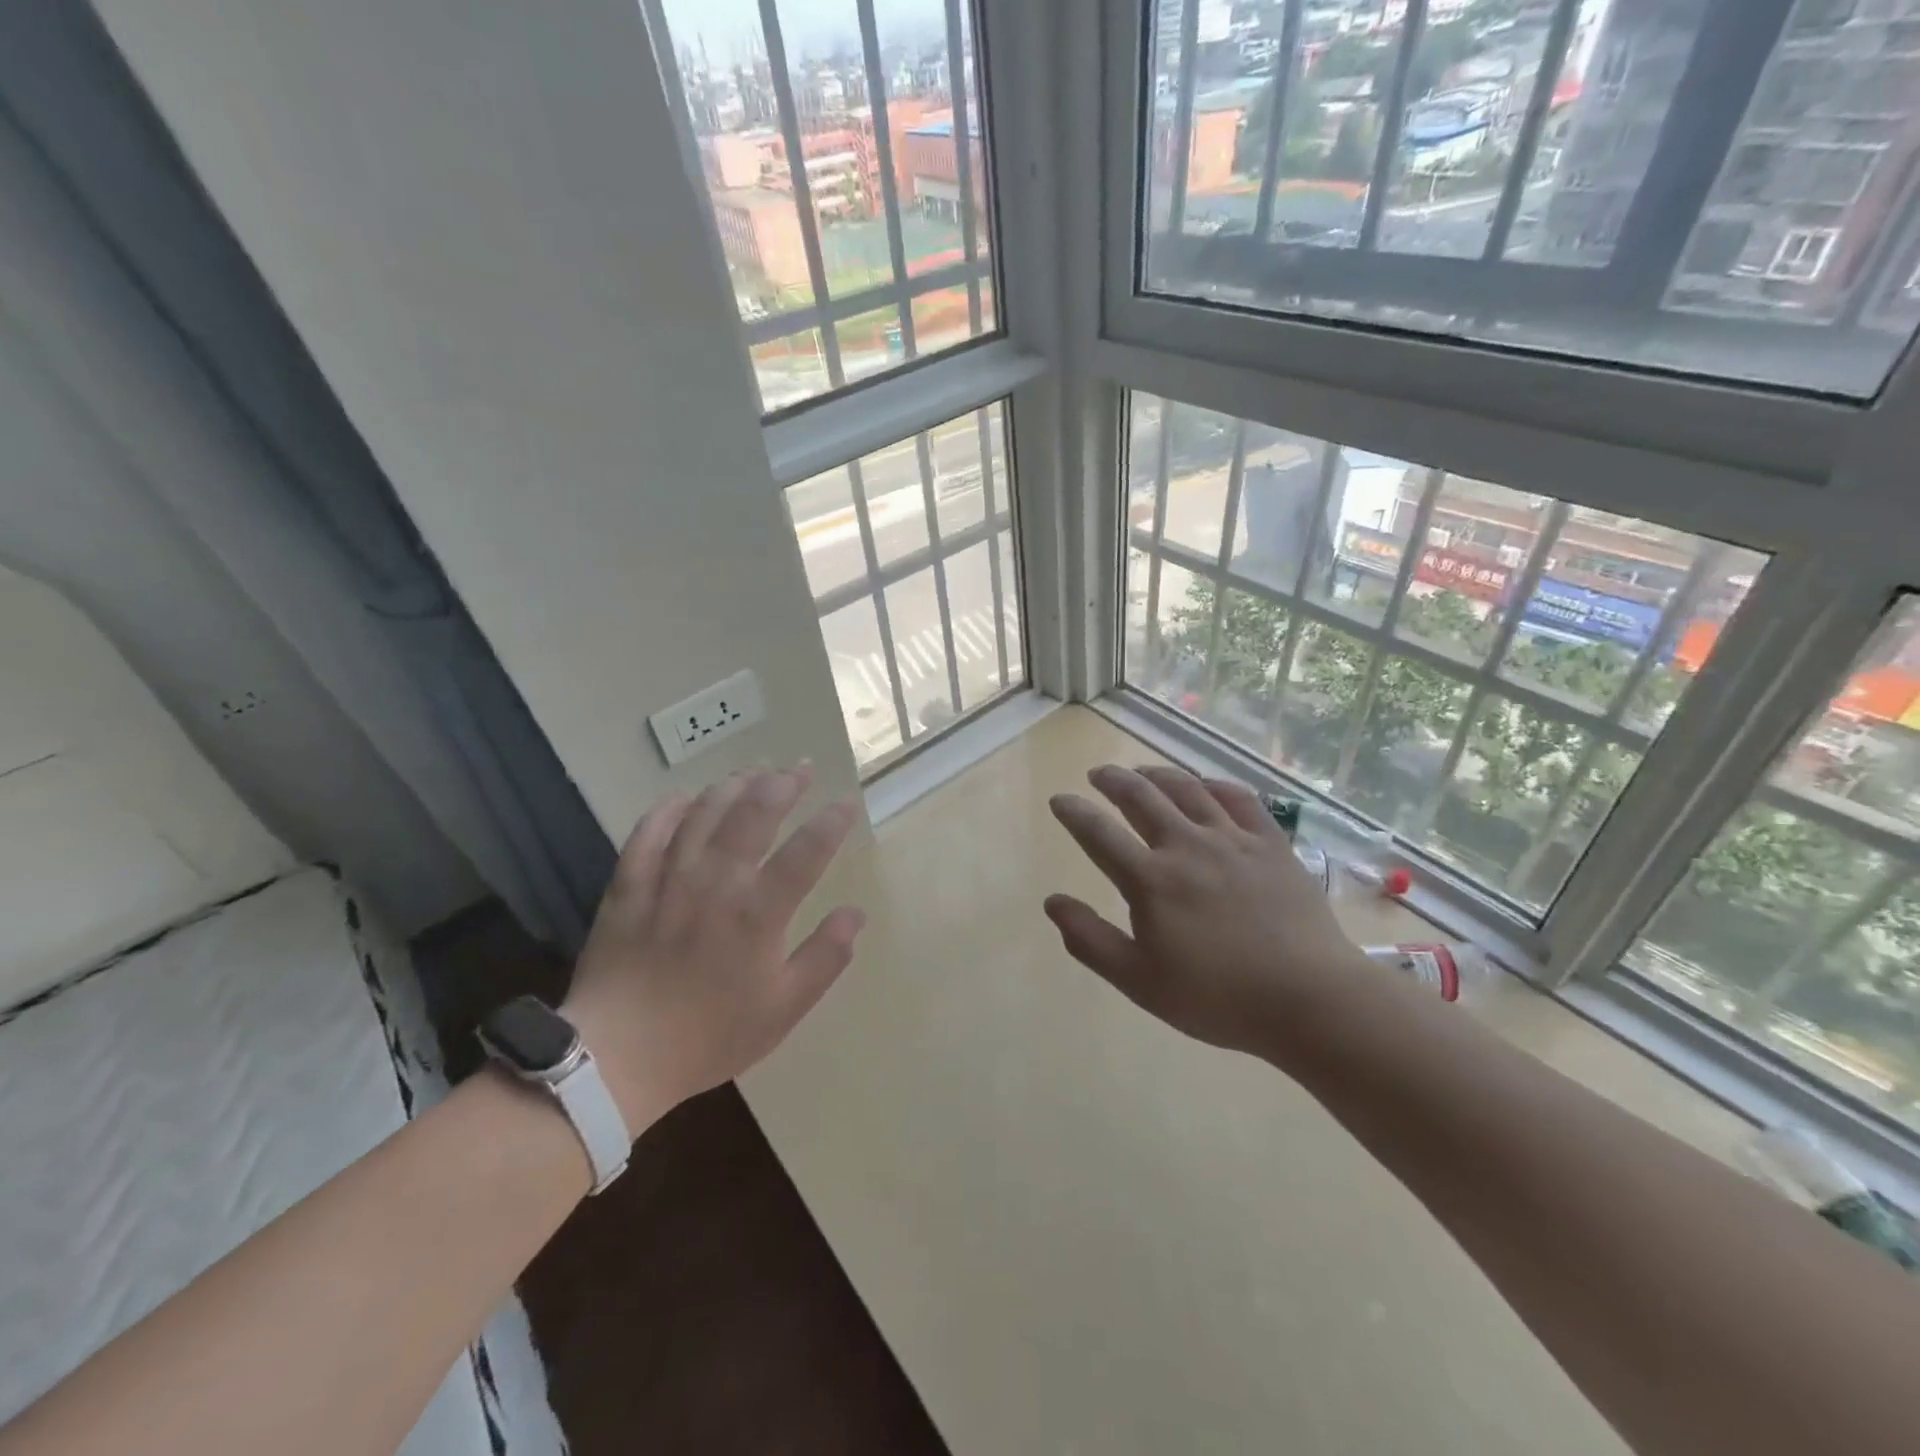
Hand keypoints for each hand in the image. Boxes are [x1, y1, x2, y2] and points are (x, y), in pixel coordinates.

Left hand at [562, 763, 864, 1131]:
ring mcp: (668, 878)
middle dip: (782, 784)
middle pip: (754, 813)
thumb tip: (856, 913)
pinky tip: (685, 797)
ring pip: (704, 812)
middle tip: (799, 767)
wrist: (617, 1058)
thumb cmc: (710, 1036)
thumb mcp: (783, 1008)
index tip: (846, 803)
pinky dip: (669, 808)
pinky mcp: (628, 885)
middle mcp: (716, 881)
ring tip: (753, 773)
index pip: (807, 850)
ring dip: (733, 786)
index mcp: (758, 912)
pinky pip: (649, 832)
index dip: (832, 821)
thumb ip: (825, 957)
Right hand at [1045, 764, 1368, 1055]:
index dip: (1074, 813)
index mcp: (1151, 880)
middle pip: (1141, 797)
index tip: (1060, 800)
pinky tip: (1204, 785)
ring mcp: (1232, 840)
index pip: (1098, 834)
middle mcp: (1186, 846)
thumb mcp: (1139, 981)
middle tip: (1099, 774)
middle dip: (1113, 780)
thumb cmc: (1218, 997)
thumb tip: (1052, 902)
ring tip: (1142, 771)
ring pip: (1187, 789)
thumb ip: (1090, 940)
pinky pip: (1238, 798)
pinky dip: (1213, 784)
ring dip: (1157, 774)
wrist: (1309, 998)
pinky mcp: (1271, 843)